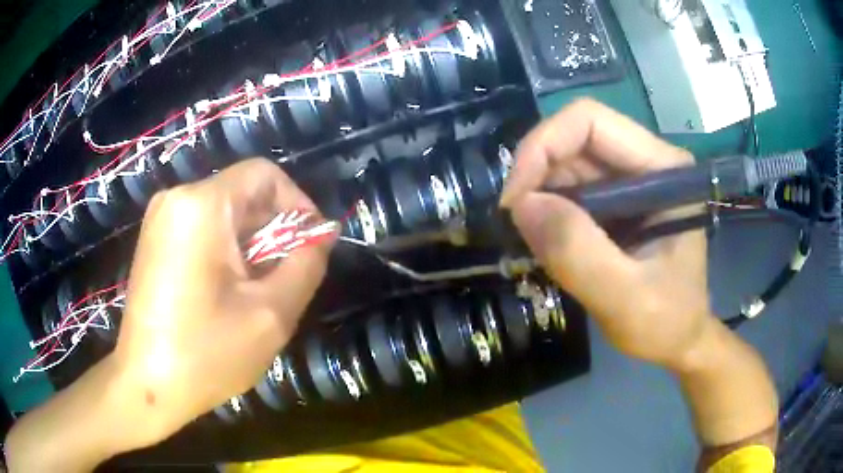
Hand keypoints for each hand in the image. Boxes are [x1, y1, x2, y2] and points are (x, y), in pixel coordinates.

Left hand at [113, 158, 332, 445]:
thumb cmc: (205, 354)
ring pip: (224, 215)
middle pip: (243, 195)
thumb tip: (322, 235)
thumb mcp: (271, 314)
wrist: (147, 385)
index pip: (264, 175)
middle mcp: (176, 199)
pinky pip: (203, 230)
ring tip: (258, 293)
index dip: (297, 203)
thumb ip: (306, 265)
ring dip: (251, 246)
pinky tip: (229, 293)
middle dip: (273, 232)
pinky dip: (226, 253)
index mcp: (202, 206)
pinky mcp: (155, 240)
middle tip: (287, 280)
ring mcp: (161, 220)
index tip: (312, 246)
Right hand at [500, 99, 710, 370]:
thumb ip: (579, 253)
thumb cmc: (667, 323)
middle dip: (536, 175)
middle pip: (574, 140)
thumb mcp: (626, 299)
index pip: (590, 122)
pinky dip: (548, 212)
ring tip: (534, 241)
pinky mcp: (617, 203)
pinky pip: (570, 191)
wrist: (679, 342)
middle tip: (516, 225)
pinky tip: (548, 242)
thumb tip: (522, 206)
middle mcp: (646, 163)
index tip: (515, 200)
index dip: (543, 146)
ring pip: (567, 165)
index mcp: (663, 169)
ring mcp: (631, 182)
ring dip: (540, 196)